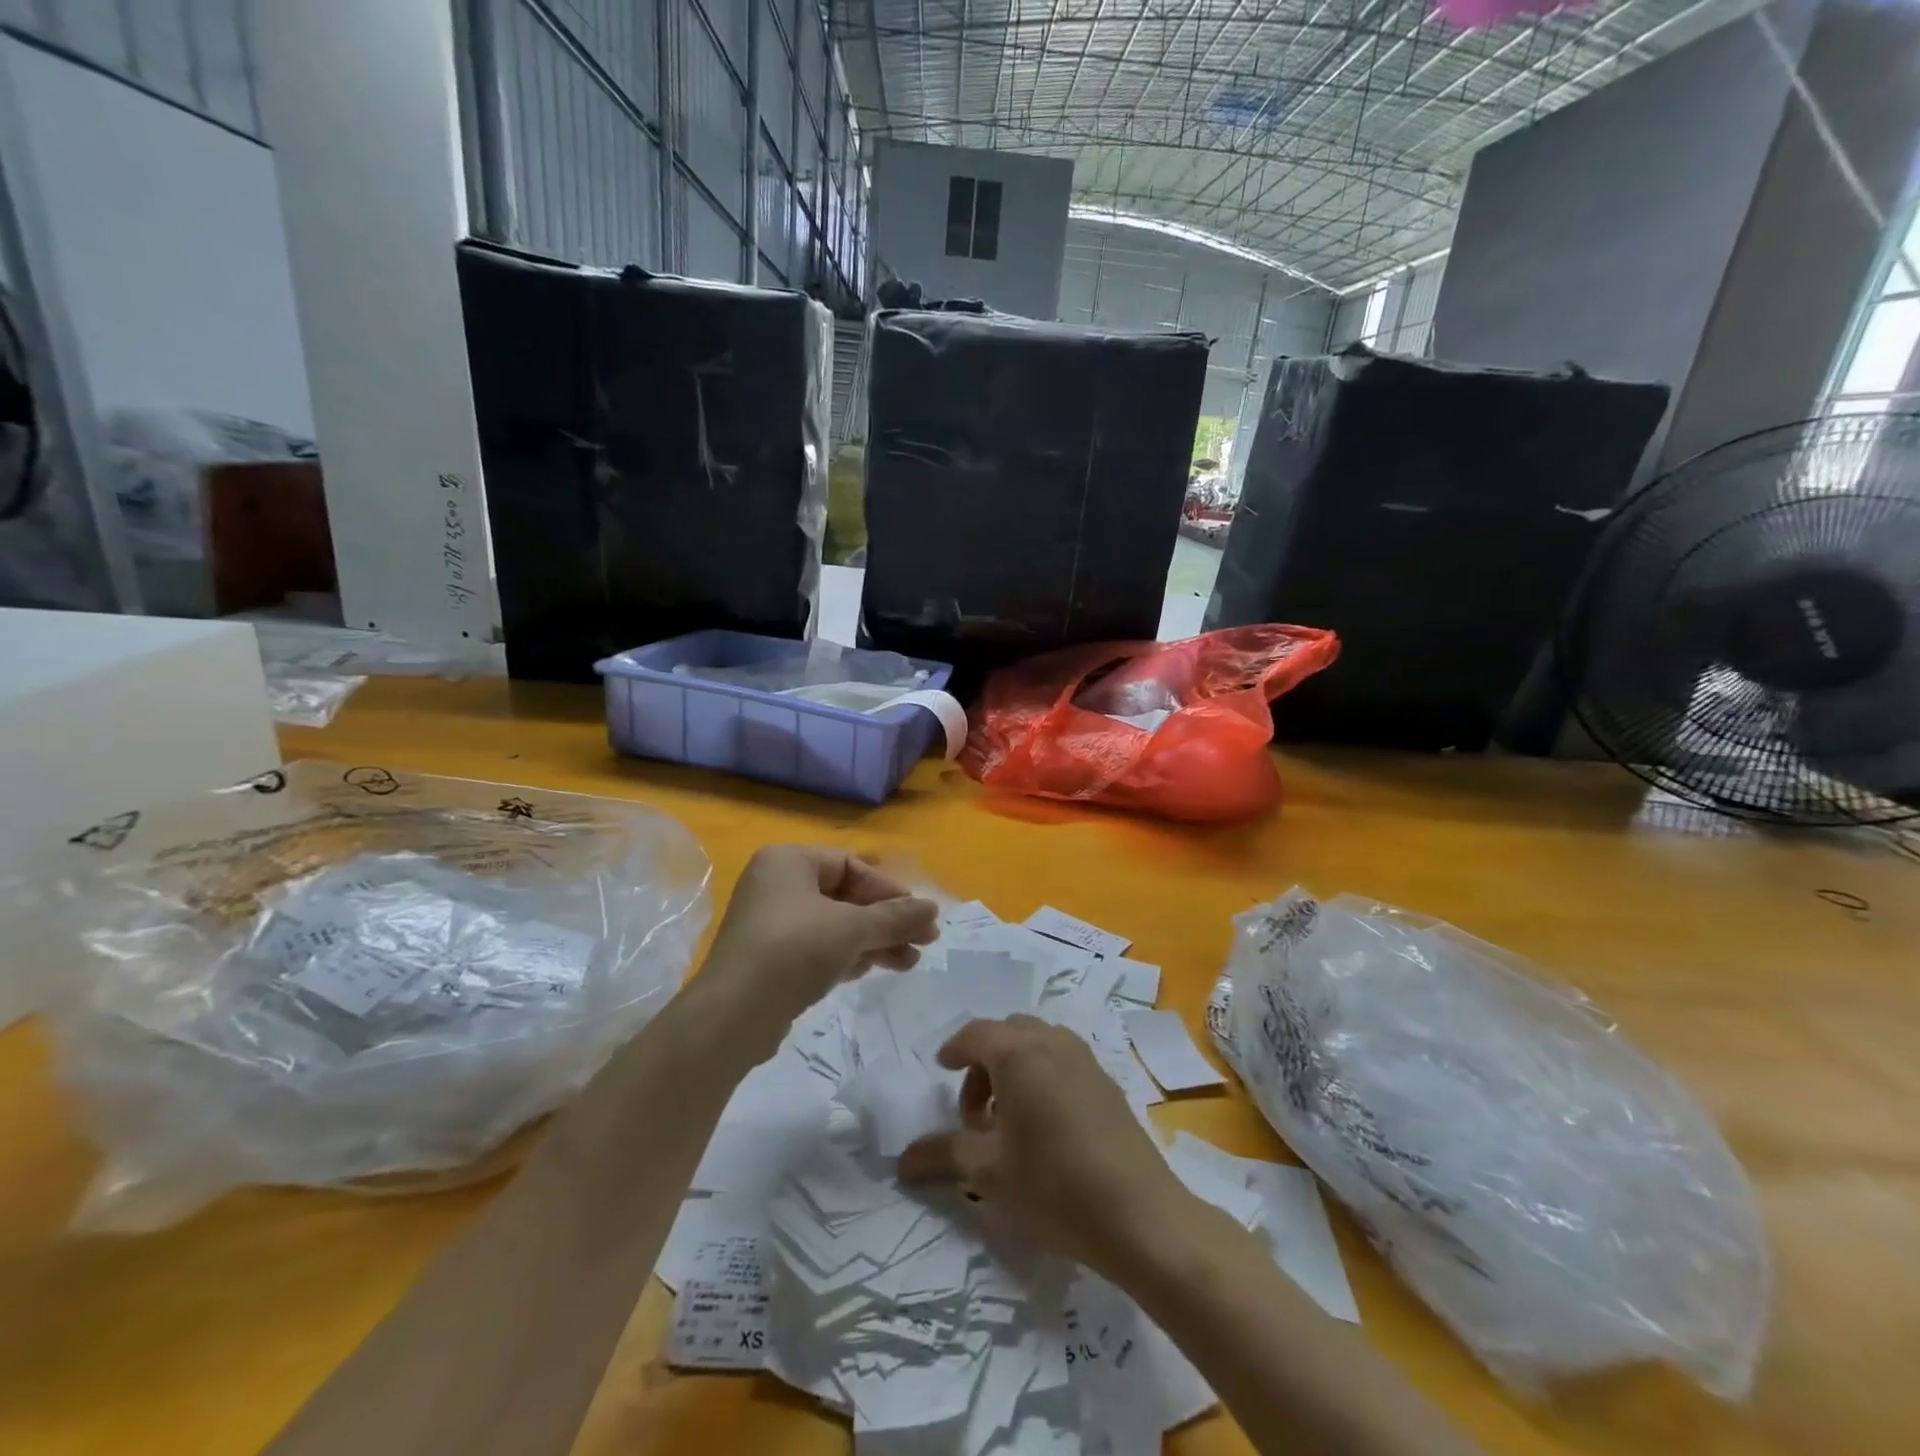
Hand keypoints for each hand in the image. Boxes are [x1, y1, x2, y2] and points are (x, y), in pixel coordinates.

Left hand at [700, 846, 938, 1029]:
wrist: (733, 1016)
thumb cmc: (794, 951)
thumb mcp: (852, 929)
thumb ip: (896, 917)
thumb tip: (933, 909)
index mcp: (788, 861)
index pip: (851, 865)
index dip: (889, 890)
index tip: (918, 916)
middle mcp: (776, 885)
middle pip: (845, 896)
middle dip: (886, 921)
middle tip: (924, 941)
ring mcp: (770, 923)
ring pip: (835, 925)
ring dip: (873, 941)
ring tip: (908, 963)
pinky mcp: (770, 959)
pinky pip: (817, 947)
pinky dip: (847, 955)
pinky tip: (871, 970)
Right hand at [897, 1016, 1193, 1278]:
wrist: (1141, 1215)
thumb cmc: (1054, 1186)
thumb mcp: (988, 1174)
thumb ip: (942, 1155)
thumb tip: (901, 1160)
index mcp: (1019, 1053)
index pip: (975, 1034)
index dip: (954, 1049)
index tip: (941, 1070)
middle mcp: (1052, 1042)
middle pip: (1007, 1033)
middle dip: (983, 1062)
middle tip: (974, 1113)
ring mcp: (1085, 1058)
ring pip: (1037, 1043)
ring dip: (1014, 1068)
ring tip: (1008, 1121)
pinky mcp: (1107, 1081)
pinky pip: (1062, 1059)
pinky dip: (1041, 1074)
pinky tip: (1045, 1125)